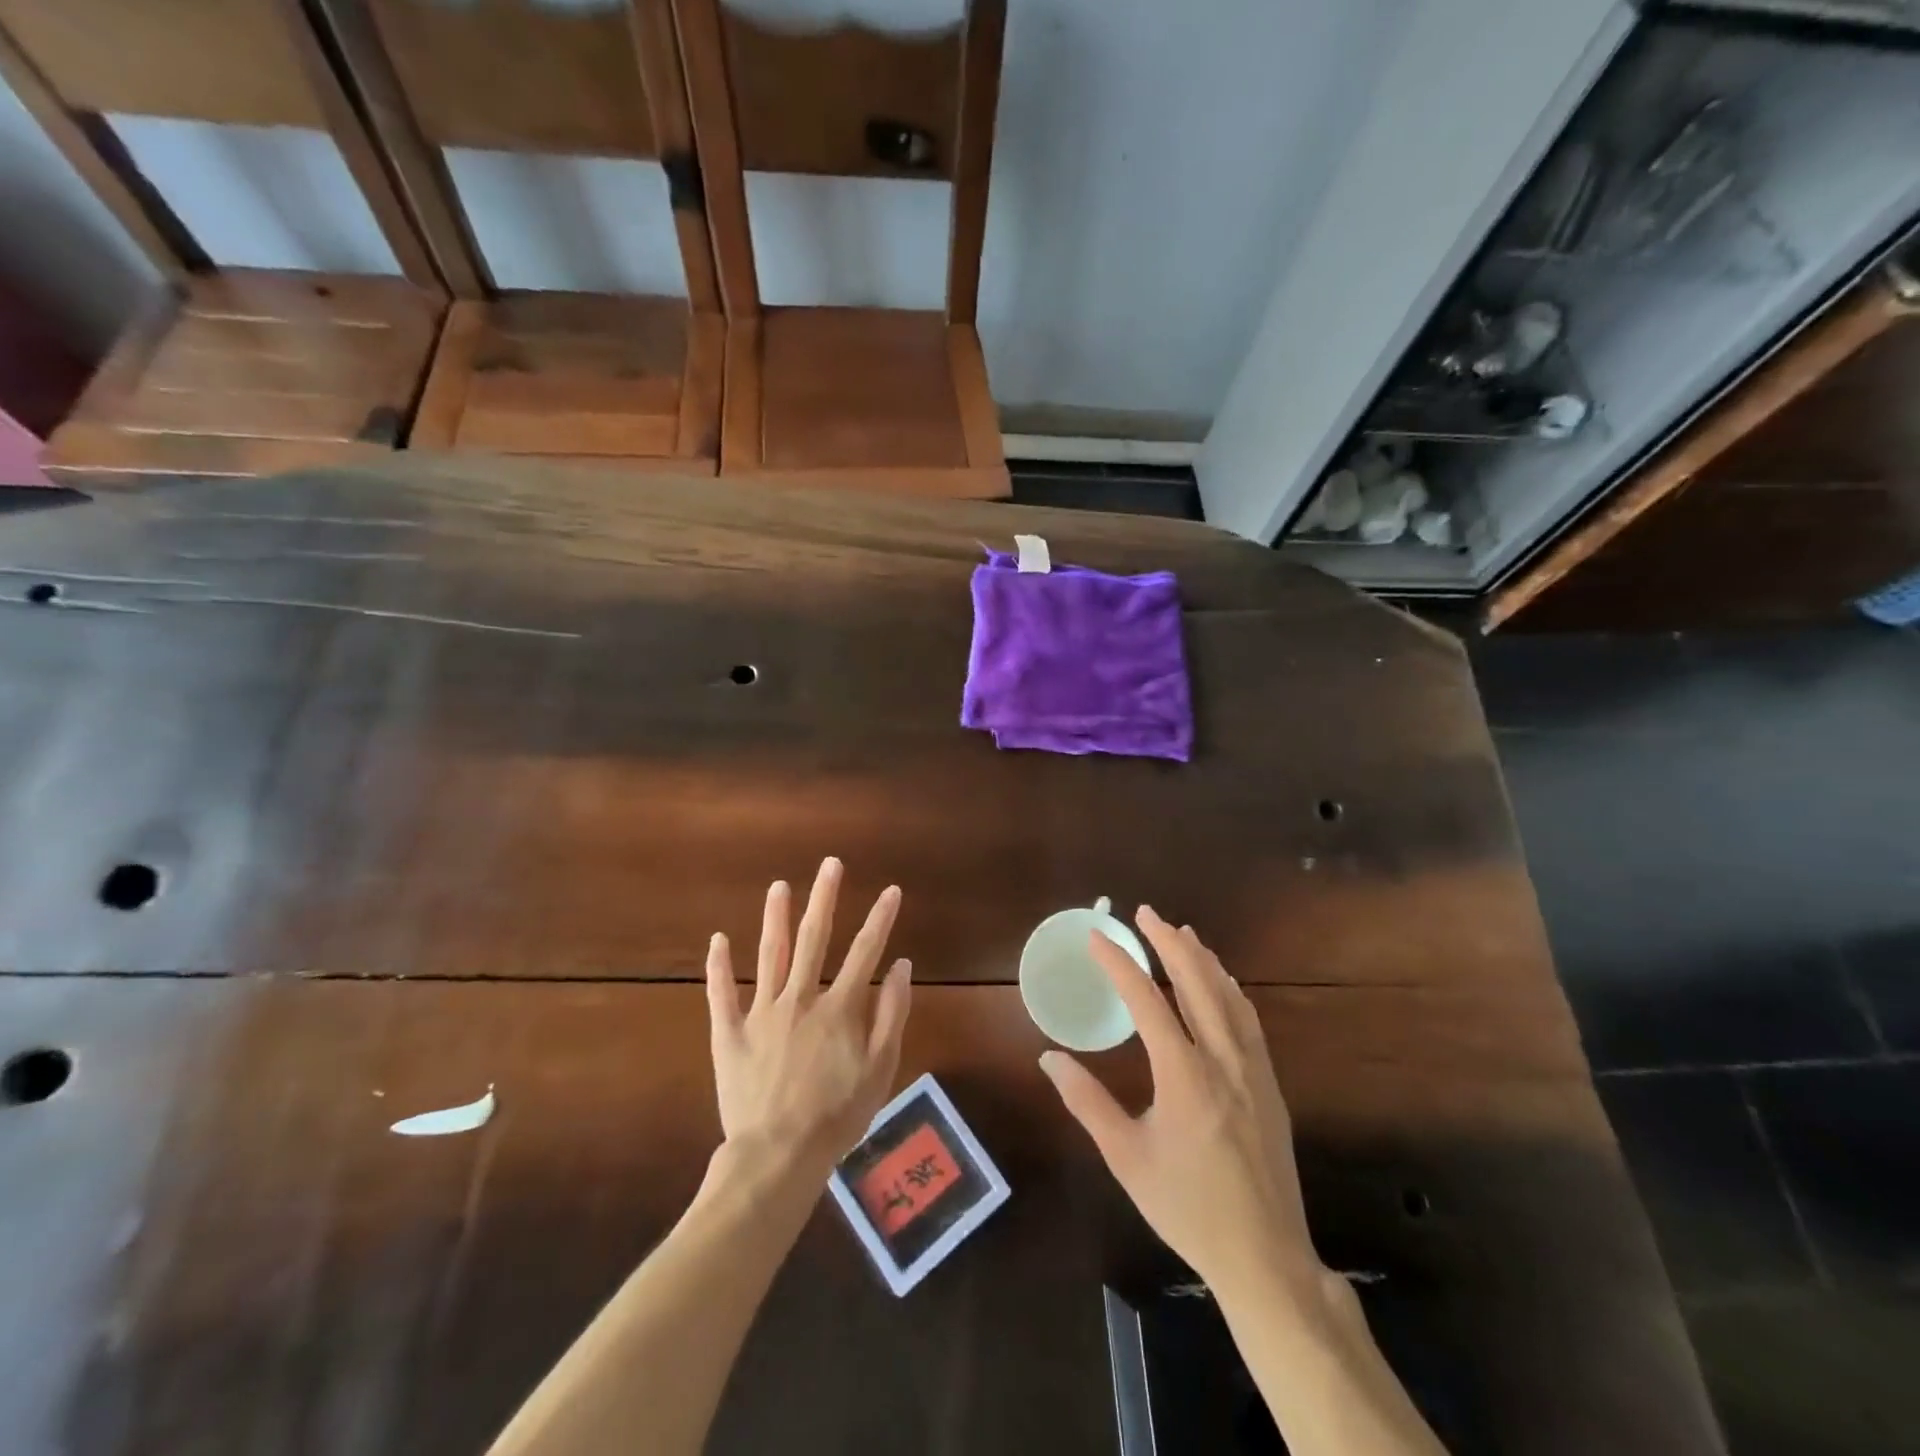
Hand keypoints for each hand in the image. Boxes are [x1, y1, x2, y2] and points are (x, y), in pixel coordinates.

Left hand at [705, 858, 912, 1174]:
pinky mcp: (730, 1034)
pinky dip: (719, 965)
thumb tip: (902, 965)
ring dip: (776, 917)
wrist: (777, 1156)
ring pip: (769, 954)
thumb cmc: (837, 1116)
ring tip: (780, 886)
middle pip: (813, 939)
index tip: (891, 890)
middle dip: (824, 898)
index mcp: (839, 1008)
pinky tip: (718, 939)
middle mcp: (800, 998)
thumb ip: (892, 1014)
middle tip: (830, 865)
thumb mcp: (880, 1070)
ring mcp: (761, 1013)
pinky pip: (721, 993)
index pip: (865, 952)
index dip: (880, 919)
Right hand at [1039, 907, 1322, 1295]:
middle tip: (1146, 913)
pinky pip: (1249, 1020)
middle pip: (1195, 982)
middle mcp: (1222, 1059)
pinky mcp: (1270, 1084)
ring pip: (1228, 996)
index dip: (1119, 963)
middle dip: (1168, 942)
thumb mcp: (1126, 1158)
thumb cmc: (1187, 1207)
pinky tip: (1223, 983)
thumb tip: (1049, 1058)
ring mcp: (1253, 1069)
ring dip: (1202, 959)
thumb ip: (1087, 1102)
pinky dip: (1230, 989)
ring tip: (1182, 933)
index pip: (1146, 1000)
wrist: (1265, 1256)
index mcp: (1184, 1074)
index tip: (1097, 937)